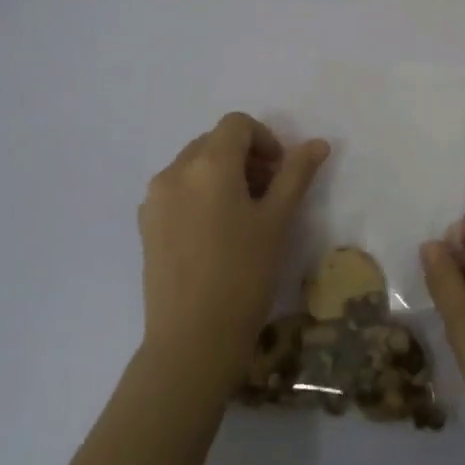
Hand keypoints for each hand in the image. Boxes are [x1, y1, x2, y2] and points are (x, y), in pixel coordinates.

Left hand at [137, 113, 328, 392]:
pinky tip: (216, 233)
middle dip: (244, 157)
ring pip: (193, 166)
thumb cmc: (244, 275)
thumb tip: (318, 143)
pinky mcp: (146, 225)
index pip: (237, 124)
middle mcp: (174, 171)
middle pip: (213, 142)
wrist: (192, 339)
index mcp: (208, 164)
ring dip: (222, 174)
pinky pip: (177, 190)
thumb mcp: (277, 221)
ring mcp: (154, 199)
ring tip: (243, 215)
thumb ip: (296, 174)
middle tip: (268, 193)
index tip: (281, 173)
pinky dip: (200, 194)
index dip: (265, 139)